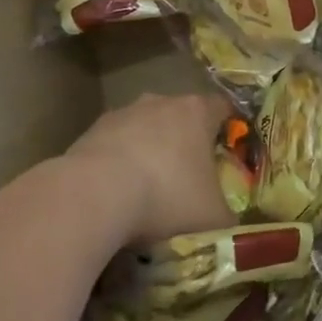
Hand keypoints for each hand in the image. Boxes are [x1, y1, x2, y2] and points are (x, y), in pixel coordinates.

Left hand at [57, 92, 235, 247]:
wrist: (93, 196)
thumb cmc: (166, 197)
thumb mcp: (212, 216)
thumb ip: (228, 213)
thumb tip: (231, 218)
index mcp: (198, 112)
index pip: (223, 108)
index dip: (228, 128)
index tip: (228, 152)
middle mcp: (162, 101)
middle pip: (182, 116)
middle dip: (186, 141)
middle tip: (189, 176)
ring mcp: (124, 113)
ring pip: (146, 128)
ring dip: (149, 150)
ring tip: (147, 189)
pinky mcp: (91, 130)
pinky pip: (115, 144)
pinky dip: (119, 162)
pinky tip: (115, 193)